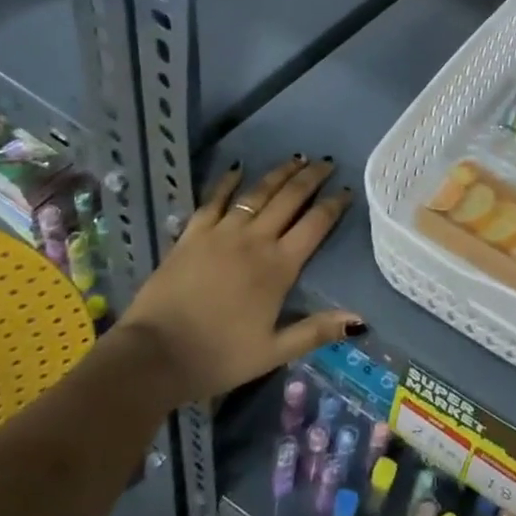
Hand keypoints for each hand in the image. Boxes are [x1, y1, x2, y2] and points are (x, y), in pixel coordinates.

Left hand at [119, 157, 361, 404]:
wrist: (154, 355)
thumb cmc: (219, 356)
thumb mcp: (274, 352)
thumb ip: (317, 331)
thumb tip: (361, 321)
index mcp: (278, 267)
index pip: (315, 225)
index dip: (334, 205)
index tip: (347, 190)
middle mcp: (254, 240)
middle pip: (289, 199)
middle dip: (311, 178)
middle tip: (327, 162)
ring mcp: (221, 233)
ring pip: (256, 193)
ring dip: (279, 174)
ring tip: (296, 159)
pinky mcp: (192, 234)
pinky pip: (214, 200)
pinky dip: (227, 182)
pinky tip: (236, 168)